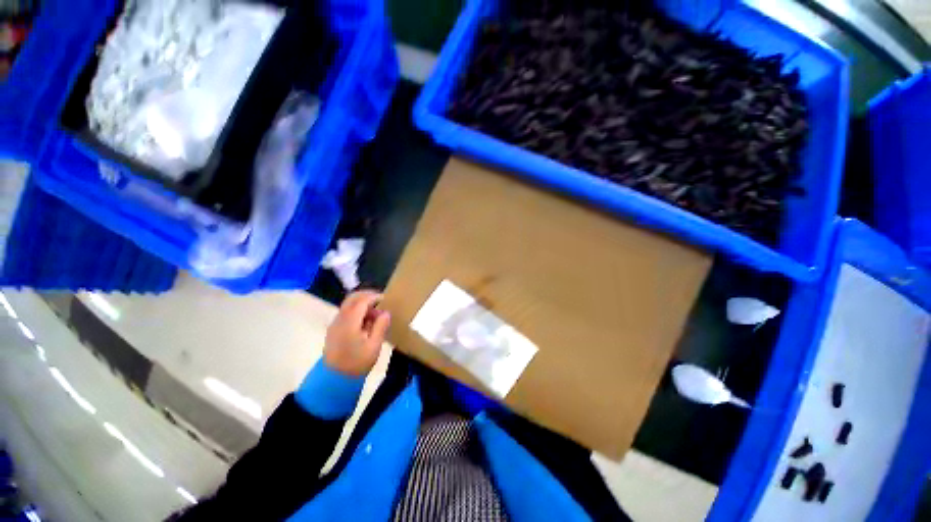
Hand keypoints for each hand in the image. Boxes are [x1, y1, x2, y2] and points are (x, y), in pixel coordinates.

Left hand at [324, 290, 390, 376]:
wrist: (334, 380)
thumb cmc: (357, 363)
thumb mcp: (374, 346)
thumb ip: (380, 327)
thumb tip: (386, 312)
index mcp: (350, 323)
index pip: (361, 301)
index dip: (374, 296)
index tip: (385, 298)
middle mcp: (340, 319)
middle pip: (352, 299)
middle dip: (366, 295)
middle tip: (379, 300)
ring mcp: (335, 324)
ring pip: (348, 305)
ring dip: (361, 304)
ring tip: (375, 314)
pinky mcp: (334, 330)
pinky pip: (346, 313)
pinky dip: (356, 311)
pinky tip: (366, 322)